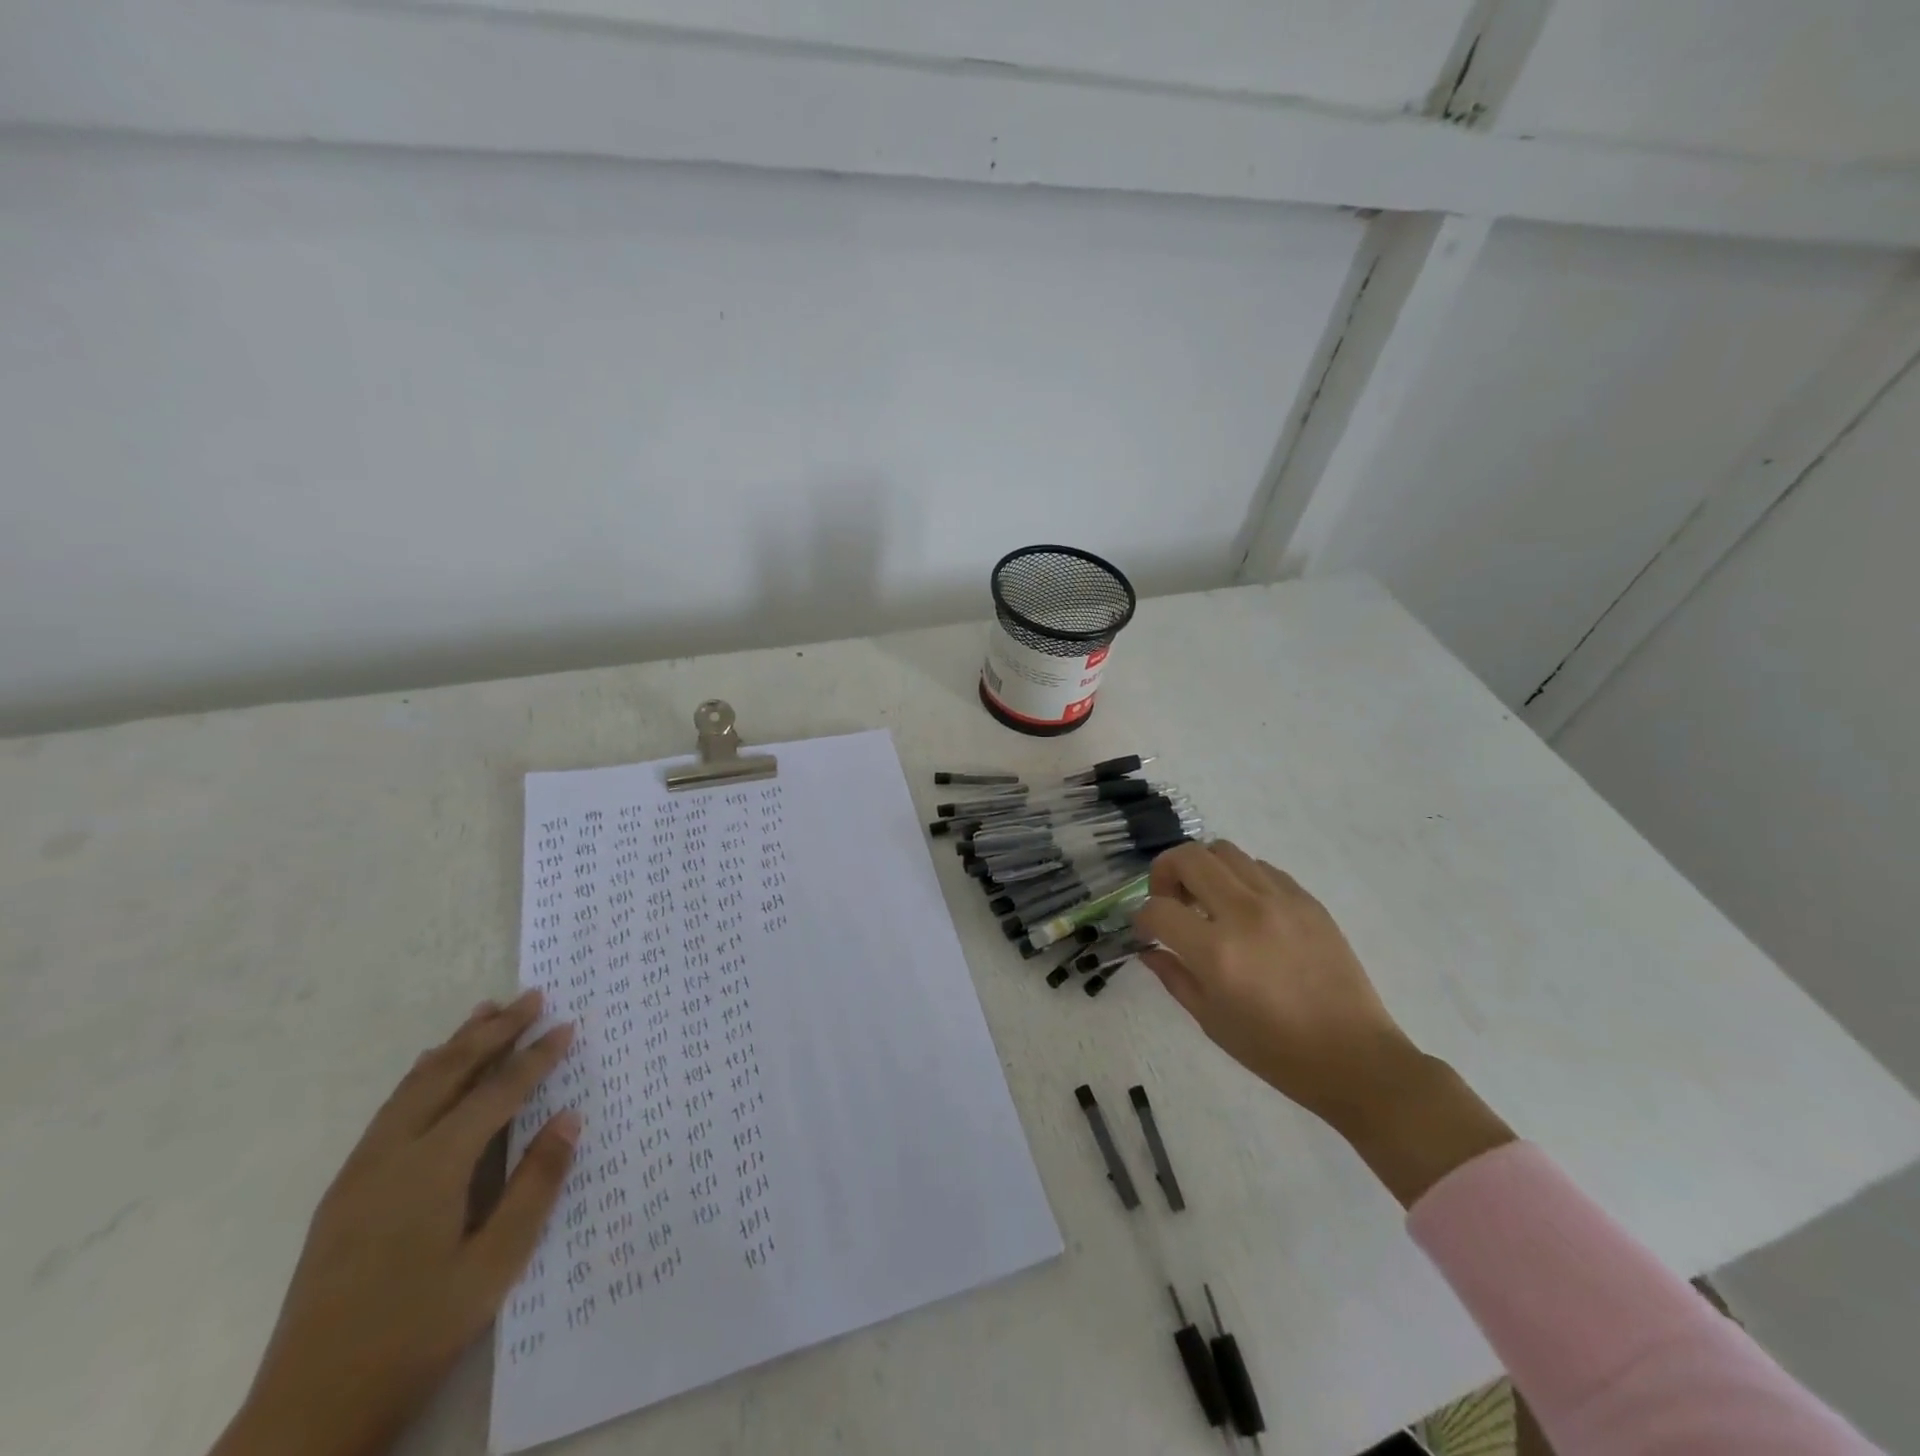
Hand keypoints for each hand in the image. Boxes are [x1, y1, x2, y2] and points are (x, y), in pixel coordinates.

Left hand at [212, 991, 579, 1455]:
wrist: (307, 1412)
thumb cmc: (415, 1334)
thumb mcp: (494, 1266)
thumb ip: (535, 1186)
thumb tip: (569, 1117)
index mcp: (433, 1168)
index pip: (497, 1092)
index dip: (536, 1057)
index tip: (567, 1025)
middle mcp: (392, 1154)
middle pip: (450, 1072)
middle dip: (495, 1030)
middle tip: (532, 996)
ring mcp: (361, 1171)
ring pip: (415, 1085)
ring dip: (456, 1044)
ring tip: (486, 1011)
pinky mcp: (345, 1191)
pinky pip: (392, 1108)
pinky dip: (423, 1074)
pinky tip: (432, 1072)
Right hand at [1135, 842, 1511, 1206]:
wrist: (1356, 1058)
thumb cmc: (1276, 1051)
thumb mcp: (1211, 1021)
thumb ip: (1174, 977)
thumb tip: (1150, 950)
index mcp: (1216, 951)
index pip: (1158, 909)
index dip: (1142, 919)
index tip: (1147, 933)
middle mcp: (1245, 913)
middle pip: (1188, 857)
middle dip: (1164, 873)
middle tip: (1169, 901)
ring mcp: (1280, 901)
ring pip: (1224, 851)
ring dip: (1203, 869)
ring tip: (1207, 900)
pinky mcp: (1307, 900)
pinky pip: (1260, 868)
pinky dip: (1240, 878)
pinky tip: (1245, 909)